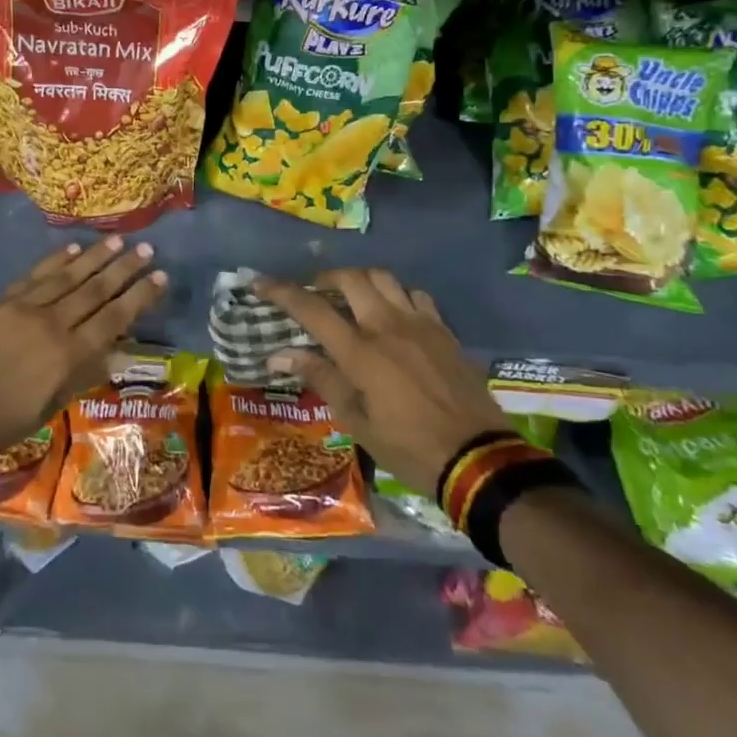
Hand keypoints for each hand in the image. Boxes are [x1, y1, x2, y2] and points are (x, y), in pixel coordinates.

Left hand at [0, 236, 165, 454]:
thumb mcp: (47, 408)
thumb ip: (82, 375)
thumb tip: (117, 351)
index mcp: (67, 356)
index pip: (114, 319)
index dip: (139, 297)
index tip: (160, 277)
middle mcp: (52, 324)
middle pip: (95, 291)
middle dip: (124, 269)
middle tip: (147, 249)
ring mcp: (24, 308)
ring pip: (68, 276)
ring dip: (95, 257)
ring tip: (118, 241)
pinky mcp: (0, 300)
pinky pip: (35, 275)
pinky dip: (55, 260)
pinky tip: (73, 249)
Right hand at [254, 267, 511, 496]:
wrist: (478, 458)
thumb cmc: (408, 447)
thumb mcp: (356, 422)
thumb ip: (320, 378)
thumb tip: (279, 354)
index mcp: (360, 351)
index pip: (311, 308)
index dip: (280, 291)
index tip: (258, 282)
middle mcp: (387, 326)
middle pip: (350, 278)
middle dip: (324, 278)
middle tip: (313, 293)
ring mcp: (419, 323)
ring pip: (383, 278)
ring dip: (360, 280)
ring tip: (351, 298)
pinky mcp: (443, 330)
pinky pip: (415, 295)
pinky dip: (396, 295)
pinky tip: (393, 314)